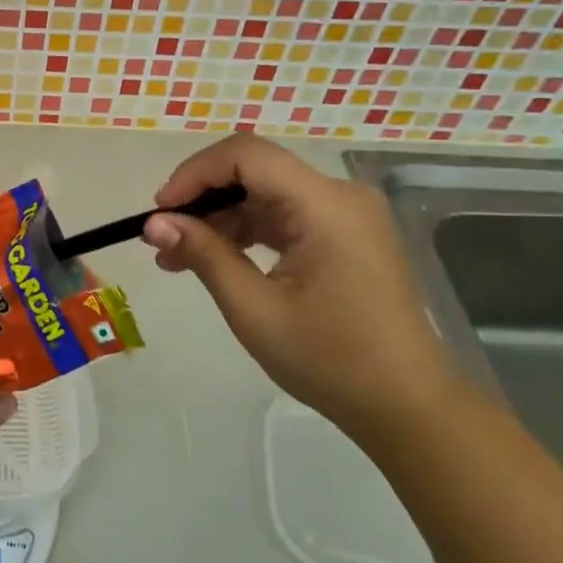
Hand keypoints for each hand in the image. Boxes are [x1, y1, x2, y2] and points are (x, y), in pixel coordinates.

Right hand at [142, 135, 455, 432]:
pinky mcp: (345, 235)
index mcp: (325, 205)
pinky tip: (216, 260)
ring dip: (220, 219)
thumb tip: (154, 223)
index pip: (246, 155)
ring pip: (265, 194)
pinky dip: (247, 232)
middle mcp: (340, 196)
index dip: (195, 174)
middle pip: (255, 171)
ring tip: (177, 258)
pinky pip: (284, 216)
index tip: (160, 212)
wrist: (408, 407)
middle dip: (202, 199)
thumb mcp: (254, 309)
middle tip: (162, 238)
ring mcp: (346, 215)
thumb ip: (203, 255)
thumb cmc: (331, 360)